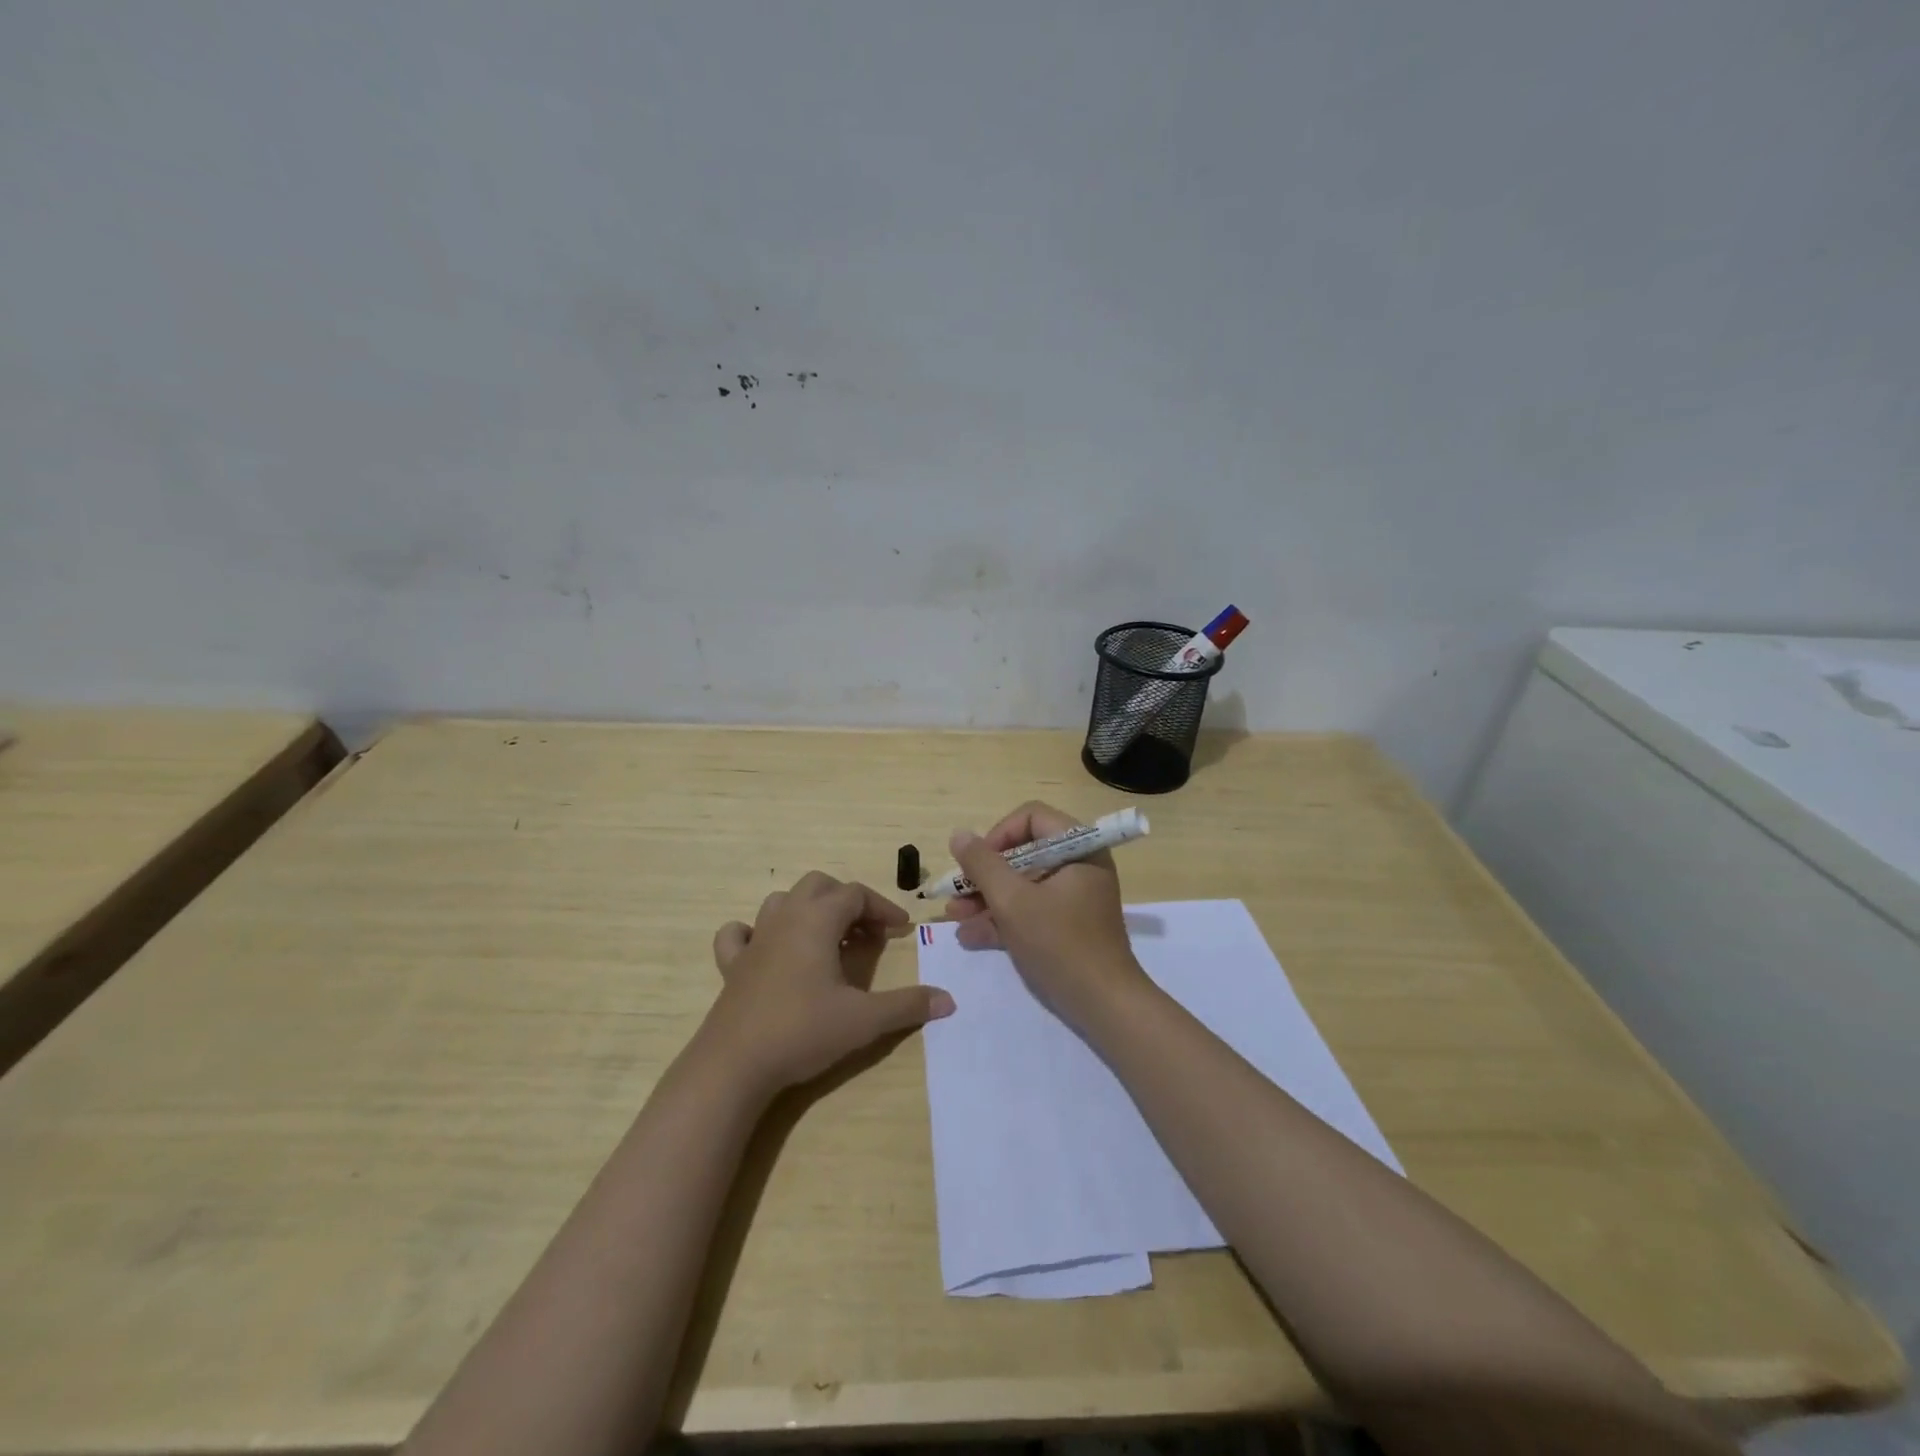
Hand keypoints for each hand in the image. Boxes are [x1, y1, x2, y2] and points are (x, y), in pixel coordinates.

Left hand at [702, 871, 953, 1094]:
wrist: (734, 1065)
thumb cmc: (802, 1031)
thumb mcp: (864, 1020)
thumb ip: (907, 1006)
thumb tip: (949, 1000)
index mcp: (817, 920)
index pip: (856, 894)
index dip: (883, 908)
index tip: (902, 930)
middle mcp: (785, 918)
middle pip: (819, 886)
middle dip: (847, 901)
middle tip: (867, 933)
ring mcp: (754, 940)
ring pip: (783, 902)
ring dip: (809, 910)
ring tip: (828, 940)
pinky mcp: (732, 965)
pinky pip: (739, 933)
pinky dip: (755, 932)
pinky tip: (768, 950)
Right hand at [944, 801, 1148, 1028]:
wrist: (1104, 1005)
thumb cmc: (1060, 944)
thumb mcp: (1013, 902)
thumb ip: (982, 865)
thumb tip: (959, 835)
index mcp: (1078, 847)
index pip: (1032, 817)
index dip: (998, 835)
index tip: (976, 863)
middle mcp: (1079, 865)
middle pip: (1023, 853)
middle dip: (985, 874)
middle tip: (956, 893)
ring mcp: (1074, 896)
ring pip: (1023, 884)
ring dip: (987, 899)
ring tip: (953, 917)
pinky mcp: (1068, 925)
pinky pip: (1032, 909)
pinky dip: (1004, 918)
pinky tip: (970, 936)